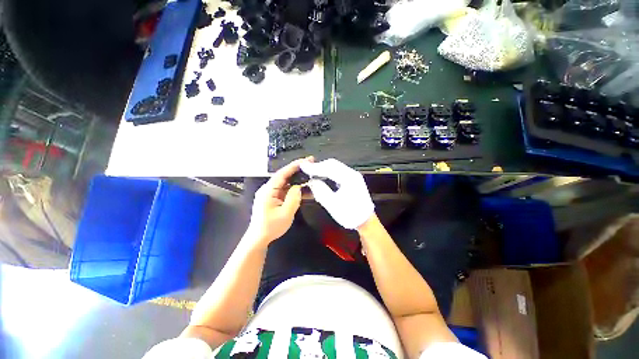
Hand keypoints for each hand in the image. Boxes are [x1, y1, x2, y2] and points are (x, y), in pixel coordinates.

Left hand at [246, 157, 313, 247]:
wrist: (259, 238)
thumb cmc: (271, 227)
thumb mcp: (285, 213)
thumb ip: (293, 198)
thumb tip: (299, 186)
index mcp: (268, 190)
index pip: (282, 173)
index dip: (295, 166)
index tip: (307, 161)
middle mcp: (268, 188)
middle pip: (285, 176)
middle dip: (298, 170)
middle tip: (312, 166)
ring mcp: (271, 193)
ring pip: (287, 183)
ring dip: (298, 180)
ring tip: (311, 177)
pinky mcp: (274, 198)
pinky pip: (286, 190)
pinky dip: (295, 189)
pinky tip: (305, 190)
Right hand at [300, 158, 373, 229]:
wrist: (366, 221)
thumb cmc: (350, 215)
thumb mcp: (332, 204)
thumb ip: (320, 191)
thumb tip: (311, 181)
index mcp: (349, 178)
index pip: (329, 168)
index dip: (314, 167)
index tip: (303, 167)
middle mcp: (352, 173)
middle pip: (332, 164)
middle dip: (318, 166)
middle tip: (306, 170)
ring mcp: (353, 175)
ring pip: (335, 166)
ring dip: (323, 168)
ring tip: (312, 173)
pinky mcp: (352, 179)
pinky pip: (338, 171)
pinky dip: (328, 172)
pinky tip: (322, 176)